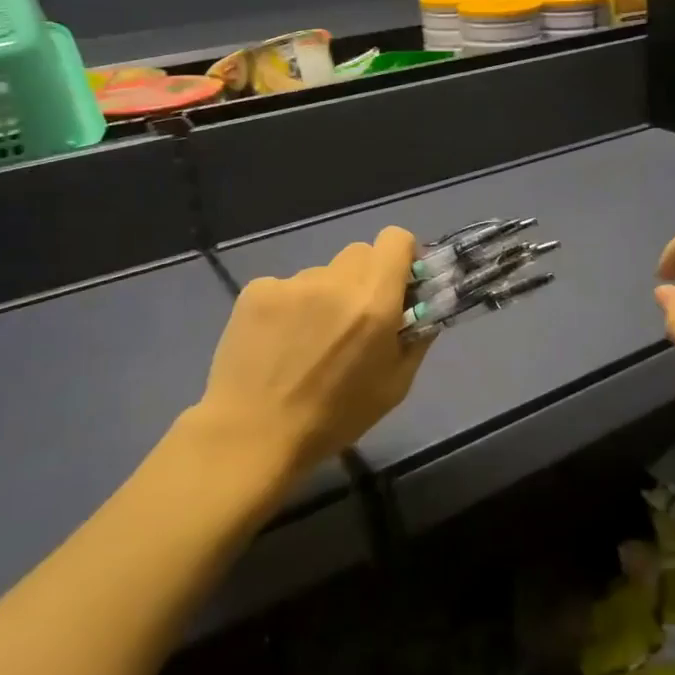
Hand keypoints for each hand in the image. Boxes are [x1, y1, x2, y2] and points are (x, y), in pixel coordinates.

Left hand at [189, 226, 431, 483]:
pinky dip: (289, 306)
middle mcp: (335, 281)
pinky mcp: (257, 290)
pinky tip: (277, 343)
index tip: (398, 284)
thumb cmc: (334, 418)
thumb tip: (422, 308)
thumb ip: (416, 338)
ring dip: (325, 296)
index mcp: (374, 302)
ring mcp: (292, 282)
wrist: (252, 435)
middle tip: (354, 319)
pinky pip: (286, 287)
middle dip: (365, 279)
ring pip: (322, 273)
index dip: (401, 256)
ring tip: (307, 342)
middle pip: (360, 254)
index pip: (396, 239)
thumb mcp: (395, 386)